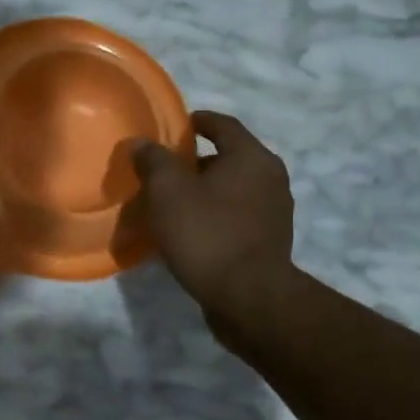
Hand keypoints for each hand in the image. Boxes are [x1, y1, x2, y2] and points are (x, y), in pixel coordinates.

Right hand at [129, 111, 301, 351]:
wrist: (248, 297)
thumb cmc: (206, 233)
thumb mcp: (167, 191)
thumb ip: (153, 161)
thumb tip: (143, 143)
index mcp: (251, 157)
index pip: (222, 124)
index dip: (196, 121)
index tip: (174, 127)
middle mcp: (271, 178)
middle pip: (229, 157)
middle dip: (196, 161)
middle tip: (164, 171)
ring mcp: (276, 211)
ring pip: (234, 188)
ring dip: (206, 190)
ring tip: (175, 203)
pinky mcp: (271, 240)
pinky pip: (238, 214)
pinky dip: (217, 213)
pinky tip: (193, 229)